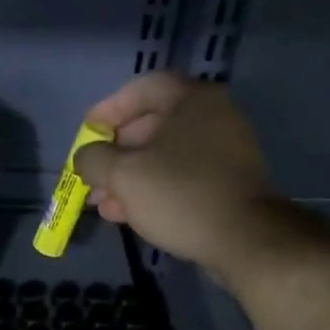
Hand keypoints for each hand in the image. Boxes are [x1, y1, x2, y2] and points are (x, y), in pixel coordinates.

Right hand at [72, 73, 279, 275]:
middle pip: (153, 124)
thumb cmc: (180, 195)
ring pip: (166, 155)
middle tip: (93, 173)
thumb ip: (93, 158)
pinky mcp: (229, 182)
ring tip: (103, 202)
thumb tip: (84, 156)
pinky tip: (130, 213)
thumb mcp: (123, 175)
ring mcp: (226, 150)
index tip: (87, 133)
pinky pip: (183, 175)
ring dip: (130, 176)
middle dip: (116, 152)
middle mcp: (214, 116)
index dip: (109, 109)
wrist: (245, 240)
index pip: (143, 88)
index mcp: (193, 99)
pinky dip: (155, 187)